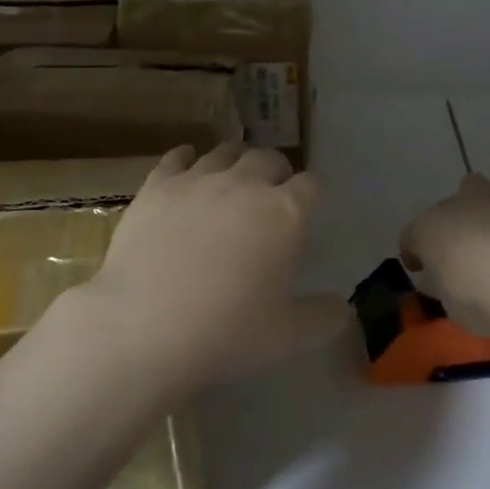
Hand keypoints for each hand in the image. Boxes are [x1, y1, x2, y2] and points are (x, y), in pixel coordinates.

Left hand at [83, 143, 325, 391]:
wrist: (146, 326)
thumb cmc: (227, 331)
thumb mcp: (288, 335)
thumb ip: (323, 317)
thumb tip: (343, 308)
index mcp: (285, 213)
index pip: (311, 184)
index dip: (311, 194)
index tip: (306, 208)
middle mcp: (245, 184)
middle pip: (268, 158)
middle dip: (276, 172)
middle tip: (270, 194)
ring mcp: (197, 180)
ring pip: (224, 153)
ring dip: (235, 162)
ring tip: (231, 179)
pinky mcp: (157, 185)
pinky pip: (177, 157)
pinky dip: (187, 159)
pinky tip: (186, 168)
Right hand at [401, 158, 489, 335]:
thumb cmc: (476, 296)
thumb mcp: (449, 303)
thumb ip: (442, 286)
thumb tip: (439, 281)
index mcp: (424, 231)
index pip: (411, 238)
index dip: (414, 253)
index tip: (420, 269)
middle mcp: (451, 207)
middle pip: (444, 209)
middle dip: (449, 223)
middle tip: (460, 245)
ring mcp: (487, 198)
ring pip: (474, 184)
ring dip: (476, 196)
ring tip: (484, 207)